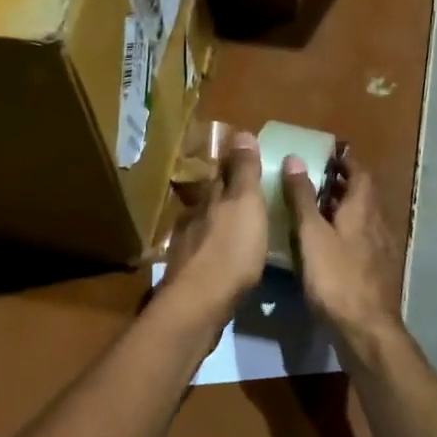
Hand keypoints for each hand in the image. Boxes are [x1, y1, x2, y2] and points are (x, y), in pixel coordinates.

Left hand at [157, 131, 267, 335]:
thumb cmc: (231, 250)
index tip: (248, 159)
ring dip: (220, 223)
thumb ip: (244, 172)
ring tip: (240, 226)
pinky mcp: (188, 275)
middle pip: (211, 199)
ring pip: (206, 226)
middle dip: (226, 194)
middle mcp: (194, 217)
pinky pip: (205, 253)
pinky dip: (216, 250)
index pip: (221, 173)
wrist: (199, 304)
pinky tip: (226, 258)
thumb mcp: (246, 204)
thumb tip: (240, 132)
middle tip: (248, 194)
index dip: (234, 165)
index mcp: (210, 197)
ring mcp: (188, 247)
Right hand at [281, 148, 401, 351]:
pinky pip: (363, 237)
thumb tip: (295, 158)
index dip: (345, 161)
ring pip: (363, 217)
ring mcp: (381, 248)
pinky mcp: (378, 270)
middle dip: (342, 183)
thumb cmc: (336, 278)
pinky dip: (347, 230)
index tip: (326, 154)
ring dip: (344, 207)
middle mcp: (377, 222)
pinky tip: (330, 244)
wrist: (367, 329)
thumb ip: (303, 197)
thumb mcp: (311, 235)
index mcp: (363, 209)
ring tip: (316, 208)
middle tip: (314, 178)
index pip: (359, 172)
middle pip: (363, 194)